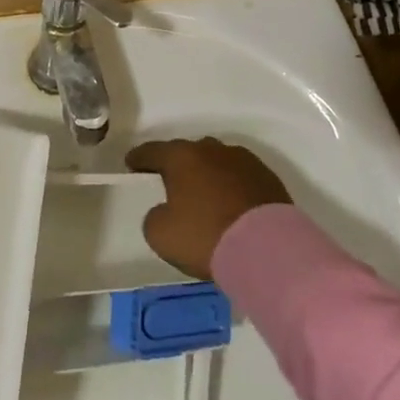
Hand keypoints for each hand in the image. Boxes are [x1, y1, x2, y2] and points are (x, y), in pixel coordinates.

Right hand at [125, 137, 291, 278]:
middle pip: (187, 153)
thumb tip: (165, 210)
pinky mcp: (267, 177)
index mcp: (181, 157)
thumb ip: (154, 216)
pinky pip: (240, 176)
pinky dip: (231, 186)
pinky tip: (232, 205)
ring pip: (216, 161)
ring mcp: (243, 160)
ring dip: (207, 174)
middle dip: (177, 166)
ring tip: (205, 196)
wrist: (268, 249)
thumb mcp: (161, 235)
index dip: (139, 158)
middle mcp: (211, 149)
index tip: (132, 164)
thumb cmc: (206, 236)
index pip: (152, 151)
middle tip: (171, 184)